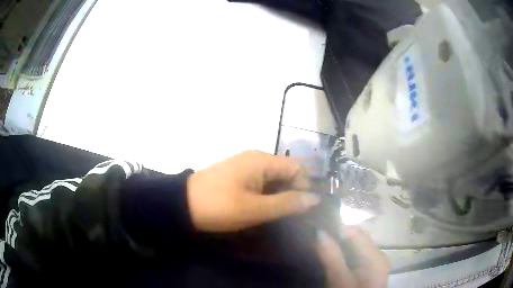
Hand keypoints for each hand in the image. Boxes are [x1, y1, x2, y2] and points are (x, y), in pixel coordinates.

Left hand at [187, 150, 320, 231]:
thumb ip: (287, 203)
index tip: (303, 209)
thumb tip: (315, 198)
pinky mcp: (237, 175)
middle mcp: (255, 158)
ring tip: (279, 215)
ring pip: (273, 179)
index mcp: (261, 160)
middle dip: (292, 192)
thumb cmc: (220, 206)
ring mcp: (245, 166)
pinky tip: (263, 208)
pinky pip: (260, 182)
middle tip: (291, 215)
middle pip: (285, 172)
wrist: (182, 204)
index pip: (297, 168)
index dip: (304, 187)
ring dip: (279, 195)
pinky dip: (266, 194)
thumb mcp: (256, 208)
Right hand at [315, 226, 390, 287]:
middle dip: (336, 237)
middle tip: (316, 239)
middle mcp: (378, 255)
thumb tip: (319, 232)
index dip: (336, 228)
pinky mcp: (369, 271)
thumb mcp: (338, 279)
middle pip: (356, 239)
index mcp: (375, 256)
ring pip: (355, 247)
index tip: (316, 228)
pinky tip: (331, 259)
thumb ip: (330, 255)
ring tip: (321, 247)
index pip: (355, 232)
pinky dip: (343, 255)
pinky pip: (356, 257)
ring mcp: (374, 264)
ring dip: (338, 246)